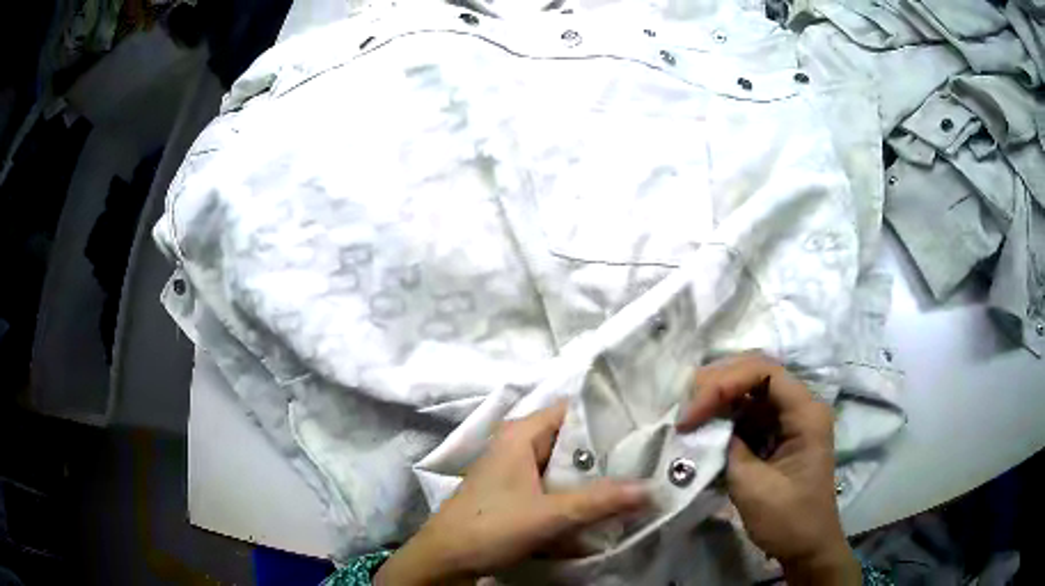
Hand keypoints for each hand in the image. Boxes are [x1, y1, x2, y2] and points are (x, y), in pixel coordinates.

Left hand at [375, 403, 648, 585]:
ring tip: (633, 478)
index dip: (607, 417)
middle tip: (646, 459)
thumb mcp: (550, 514)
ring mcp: (514, 469)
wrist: (444, 559)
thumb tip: (651, 489)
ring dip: (592, 474)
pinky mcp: (513, 491)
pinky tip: (600, 502)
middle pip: (570, 438)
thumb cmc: (491, 527)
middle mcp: (517, 444)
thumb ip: (600, 501)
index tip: (642, 429)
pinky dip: (574, 490)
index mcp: (520, 434)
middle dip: (605, 451)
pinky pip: (552, 482)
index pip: (572, 410)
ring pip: (563, 463)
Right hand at [676, 352, 860, 585]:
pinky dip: (722, 418)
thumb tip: (704, 428)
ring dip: (717, 400)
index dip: (723, 383)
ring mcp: (788, 420)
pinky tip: (703, 428)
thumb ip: (729, 449)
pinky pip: (747, 414)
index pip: (763, 371)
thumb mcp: (754, 487)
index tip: (691, 416)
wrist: (806, 547)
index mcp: (805, 413)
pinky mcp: (776, 435)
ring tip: (688, 416)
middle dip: (717, 385)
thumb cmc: (788, 520)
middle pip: (755, 373)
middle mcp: (800, 406)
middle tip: (685, 409)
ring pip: (748, 391)